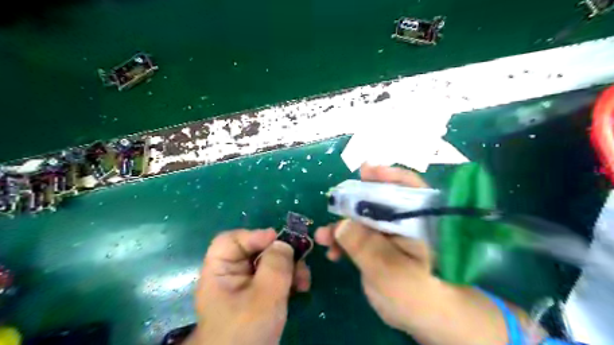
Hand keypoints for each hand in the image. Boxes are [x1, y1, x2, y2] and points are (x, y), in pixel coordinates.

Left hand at [193, 229, 311, 344]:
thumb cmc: (247, 333)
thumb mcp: (264, 297)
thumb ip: (276, 265)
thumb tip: (283, 242)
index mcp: (220, 271)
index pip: (231, 240)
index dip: (254, 236)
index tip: (279, 241)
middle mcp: (232, 274)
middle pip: (255, 250)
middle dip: (281, 255)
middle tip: (300, 262)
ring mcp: (246, 285)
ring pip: (270, 263)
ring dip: (290, 268)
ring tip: (304, 281)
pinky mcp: (259, 295)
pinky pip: (275, 277)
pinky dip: (289, 279)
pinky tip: (301, 288)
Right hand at [317, 166, 441, 332]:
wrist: (424, 319)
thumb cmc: (418, 297)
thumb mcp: (391, 273)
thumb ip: (366, 247)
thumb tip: (341, 223)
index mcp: (420, 221)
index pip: (407, 188)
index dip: (386, 176)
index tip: (364, 170)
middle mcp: (405, 221)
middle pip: (378, 200)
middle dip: (352, 203)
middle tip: (332, 204)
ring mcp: (390, 233)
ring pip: (364, 219)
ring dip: (342, 225)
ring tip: (323, 237)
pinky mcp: (379, 245)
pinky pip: (359, 235)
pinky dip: (344, 240)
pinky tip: (332, 252)